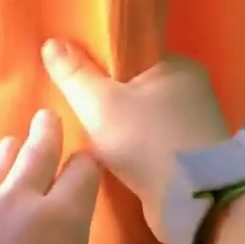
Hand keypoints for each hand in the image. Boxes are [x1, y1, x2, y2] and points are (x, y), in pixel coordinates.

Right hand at [40, 38, 230, 243]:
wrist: (194, 201)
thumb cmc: (146, 140)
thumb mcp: (98, 103)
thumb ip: (73, 74)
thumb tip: (51, 42)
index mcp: (176, 65)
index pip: (128, 52)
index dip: (96, 61)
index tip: (71, 75)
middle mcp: (190, 89)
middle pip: (132, 83)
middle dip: (104, 95)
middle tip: (72, 107)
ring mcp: (193, 123)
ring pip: (140, 113)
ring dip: (116, 122)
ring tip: (85, 131)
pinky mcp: (190, 153)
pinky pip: (150, 138)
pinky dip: (130, 143)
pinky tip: (108, 152)